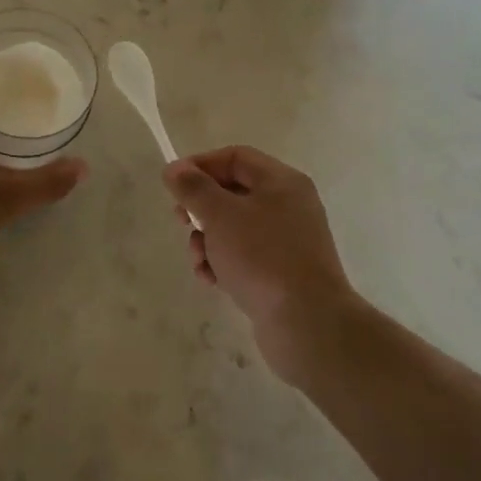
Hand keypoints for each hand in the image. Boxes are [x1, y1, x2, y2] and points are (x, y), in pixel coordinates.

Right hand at [163, 146, 354, 382]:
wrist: (307, 323)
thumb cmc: (262, 257)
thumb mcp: (220, 215)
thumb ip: (194, 188)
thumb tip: (174, 168)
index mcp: (282, 182)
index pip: (235, 157)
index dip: (200, 165)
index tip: (173, 185)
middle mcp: (289, 205)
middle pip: (234, 192)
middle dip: (201, 208)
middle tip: (181, 222)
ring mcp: (288, 241)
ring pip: (235, 228)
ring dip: (208, 240)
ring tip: (198, 261)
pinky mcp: (283, 272)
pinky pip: (245, 256)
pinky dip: (224, 263)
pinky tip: (212, 280)